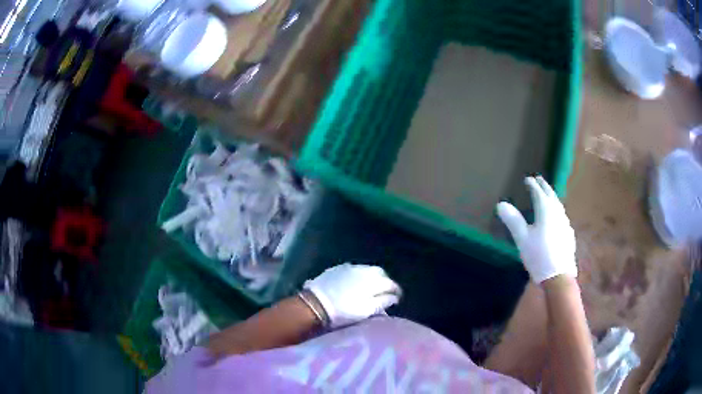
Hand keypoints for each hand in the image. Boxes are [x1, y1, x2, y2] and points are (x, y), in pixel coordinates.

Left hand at [303, 263, 401, 327]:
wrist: (315, 304)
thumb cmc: (343, 311)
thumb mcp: (367, 311)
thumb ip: (383, 302)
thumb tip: (393, 297)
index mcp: (373, 281)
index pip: (391, 283)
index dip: (395, 291)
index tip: (396, 299)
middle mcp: (363, 270)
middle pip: (380, 273)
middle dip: (385, 282)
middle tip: (384, 293)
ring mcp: (349, 267)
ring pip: (366, 270)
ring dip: (371, 277)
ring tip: (370, 288)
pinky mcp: (336, 269)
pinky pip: (353, 270)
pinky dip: (358, 276)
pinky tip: (354, 284)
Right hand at [496, 176, 576, 283]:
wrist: (558, 276)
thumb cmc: (538, 255)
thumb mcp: (522, 238)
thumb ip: (513, 220)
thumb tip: (500, 204)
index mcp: (546, 211)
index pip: (539, 193)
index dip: (532, 185)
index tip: (527, 179)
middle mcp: (558, 213)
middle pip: (551, 195)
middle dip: (544, 187)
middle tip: (539, 179)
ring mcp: (565, 223)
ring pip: (558, 205)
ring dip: (552, 197)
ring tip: (548, 195)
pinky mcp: (568, 234)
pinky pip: (562, 215)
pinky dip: (557, 210)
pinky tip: (556, 217)